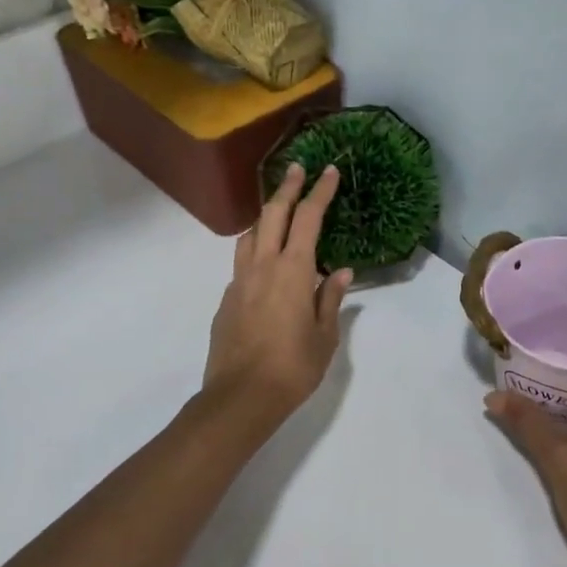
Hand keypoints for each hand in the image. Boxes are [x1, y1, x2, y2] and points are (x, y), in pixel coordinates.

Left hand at [203, 163, 352, 424]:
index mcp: (293, 270)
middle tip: (298, 169)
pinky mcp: (227, 300)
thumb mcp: (325, 336)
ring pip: (250, 235)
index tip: (329, 171)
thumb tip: (340, 272)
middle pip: (273, 214)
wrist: (240, 398)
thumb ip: (331, 298)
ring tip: (278, 212)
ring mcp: (239, 281)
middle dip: (287, 188)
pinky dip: (256, 251)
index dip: (320, 192)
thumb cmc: (293, 367)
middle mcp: (263, 266)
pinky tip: (266, 267)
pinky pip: (242, 263)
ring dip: (265, 216)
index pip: (308, 218)